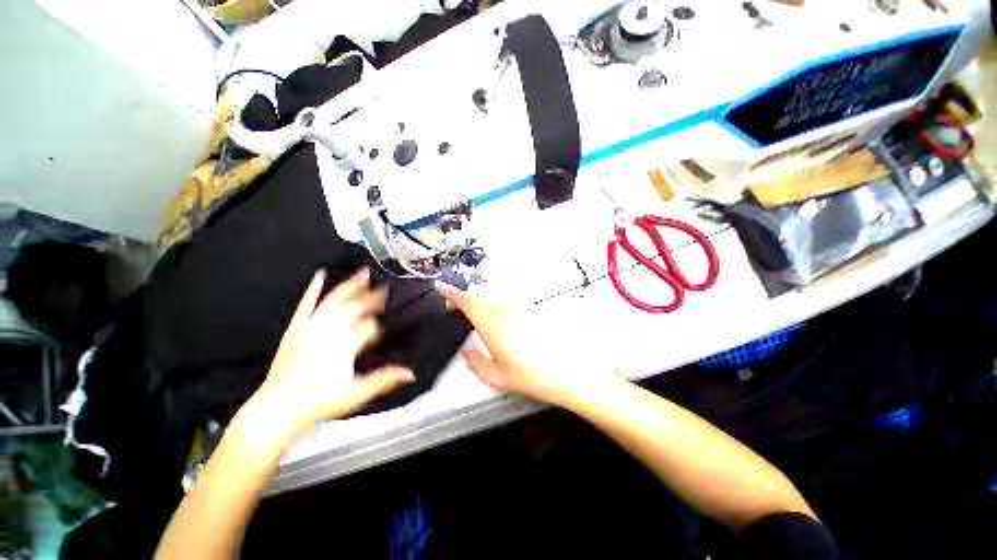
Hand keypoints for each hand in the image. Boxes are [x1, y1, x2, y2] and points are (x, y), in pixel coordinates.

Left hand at [242, 269, 414, 437]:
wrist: (278, 408)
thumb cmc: (318, 401)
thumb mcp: (357, 393)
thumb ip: (385, 379)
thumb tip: (410, 373)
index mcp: (345, 345)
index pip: (370, 325)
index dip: (382, 319)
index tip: (393, 310)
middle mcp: (329, 332)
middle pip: (356, 308)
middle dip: (373, 297)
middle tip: (386, 286)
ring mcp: (311, 328)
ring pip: (335, 300)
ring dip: (350, 286)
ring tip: (363, 273)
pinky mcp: (295, 329)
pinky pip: (305, 304)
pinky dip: (313, 289)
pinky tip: (319, 275)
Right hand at [436, 284, 608, 406]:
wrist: (570, 371)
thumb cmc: (533, 376)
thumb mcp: (497, 376)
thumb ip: (475, 361)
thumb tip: (467, 349)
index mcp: (493, 325)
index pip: (468, 302)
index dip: (452, 293)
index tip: (441, 288)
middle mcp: (506, 312)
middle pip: (480, 298)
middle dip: (465, 300)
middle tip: (455, 308)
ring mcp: (520, 310)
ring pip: (493, 301)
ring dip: (481, 305)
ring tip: (475, 318)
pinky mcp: (530, 312)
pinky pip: (506, 306)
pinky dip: (496, 309)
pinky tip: (498, 324)